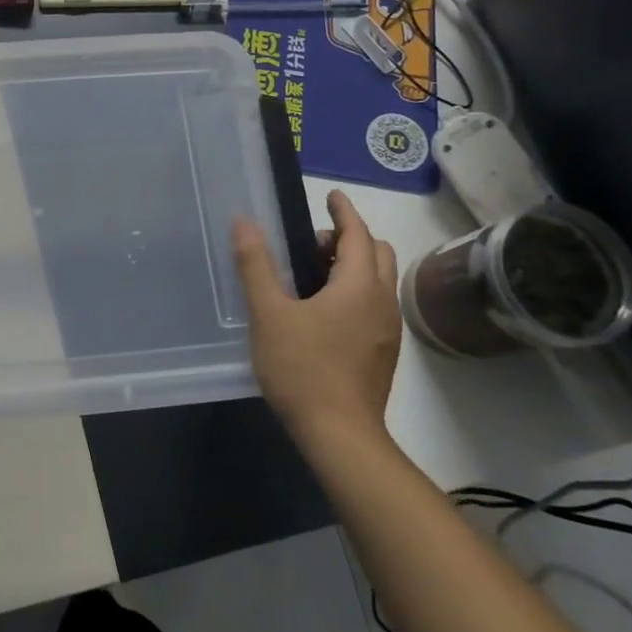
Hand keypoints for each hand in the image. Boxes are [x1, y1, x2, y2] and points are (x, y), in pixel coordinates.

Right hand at [233, 189, 401, 447]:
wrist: (340, 435)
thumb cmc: (302, 368)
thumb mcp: (269, 314)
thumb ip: (256, 265)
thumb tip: (244, 222)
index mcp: (359, 285)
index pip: (358, 233)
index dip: (344, 211)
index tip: (331, 195)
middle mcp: (381, 301)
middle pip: (376, 254)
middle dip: (349, 239)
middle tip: (311, 246)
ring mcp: (387, 330)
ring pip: (377, 282)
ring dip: (352, 267)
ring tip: (310, 279)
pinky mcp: (383, 353)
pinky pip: (374, 305)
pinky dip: (355, 293)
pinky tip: (322, 314)